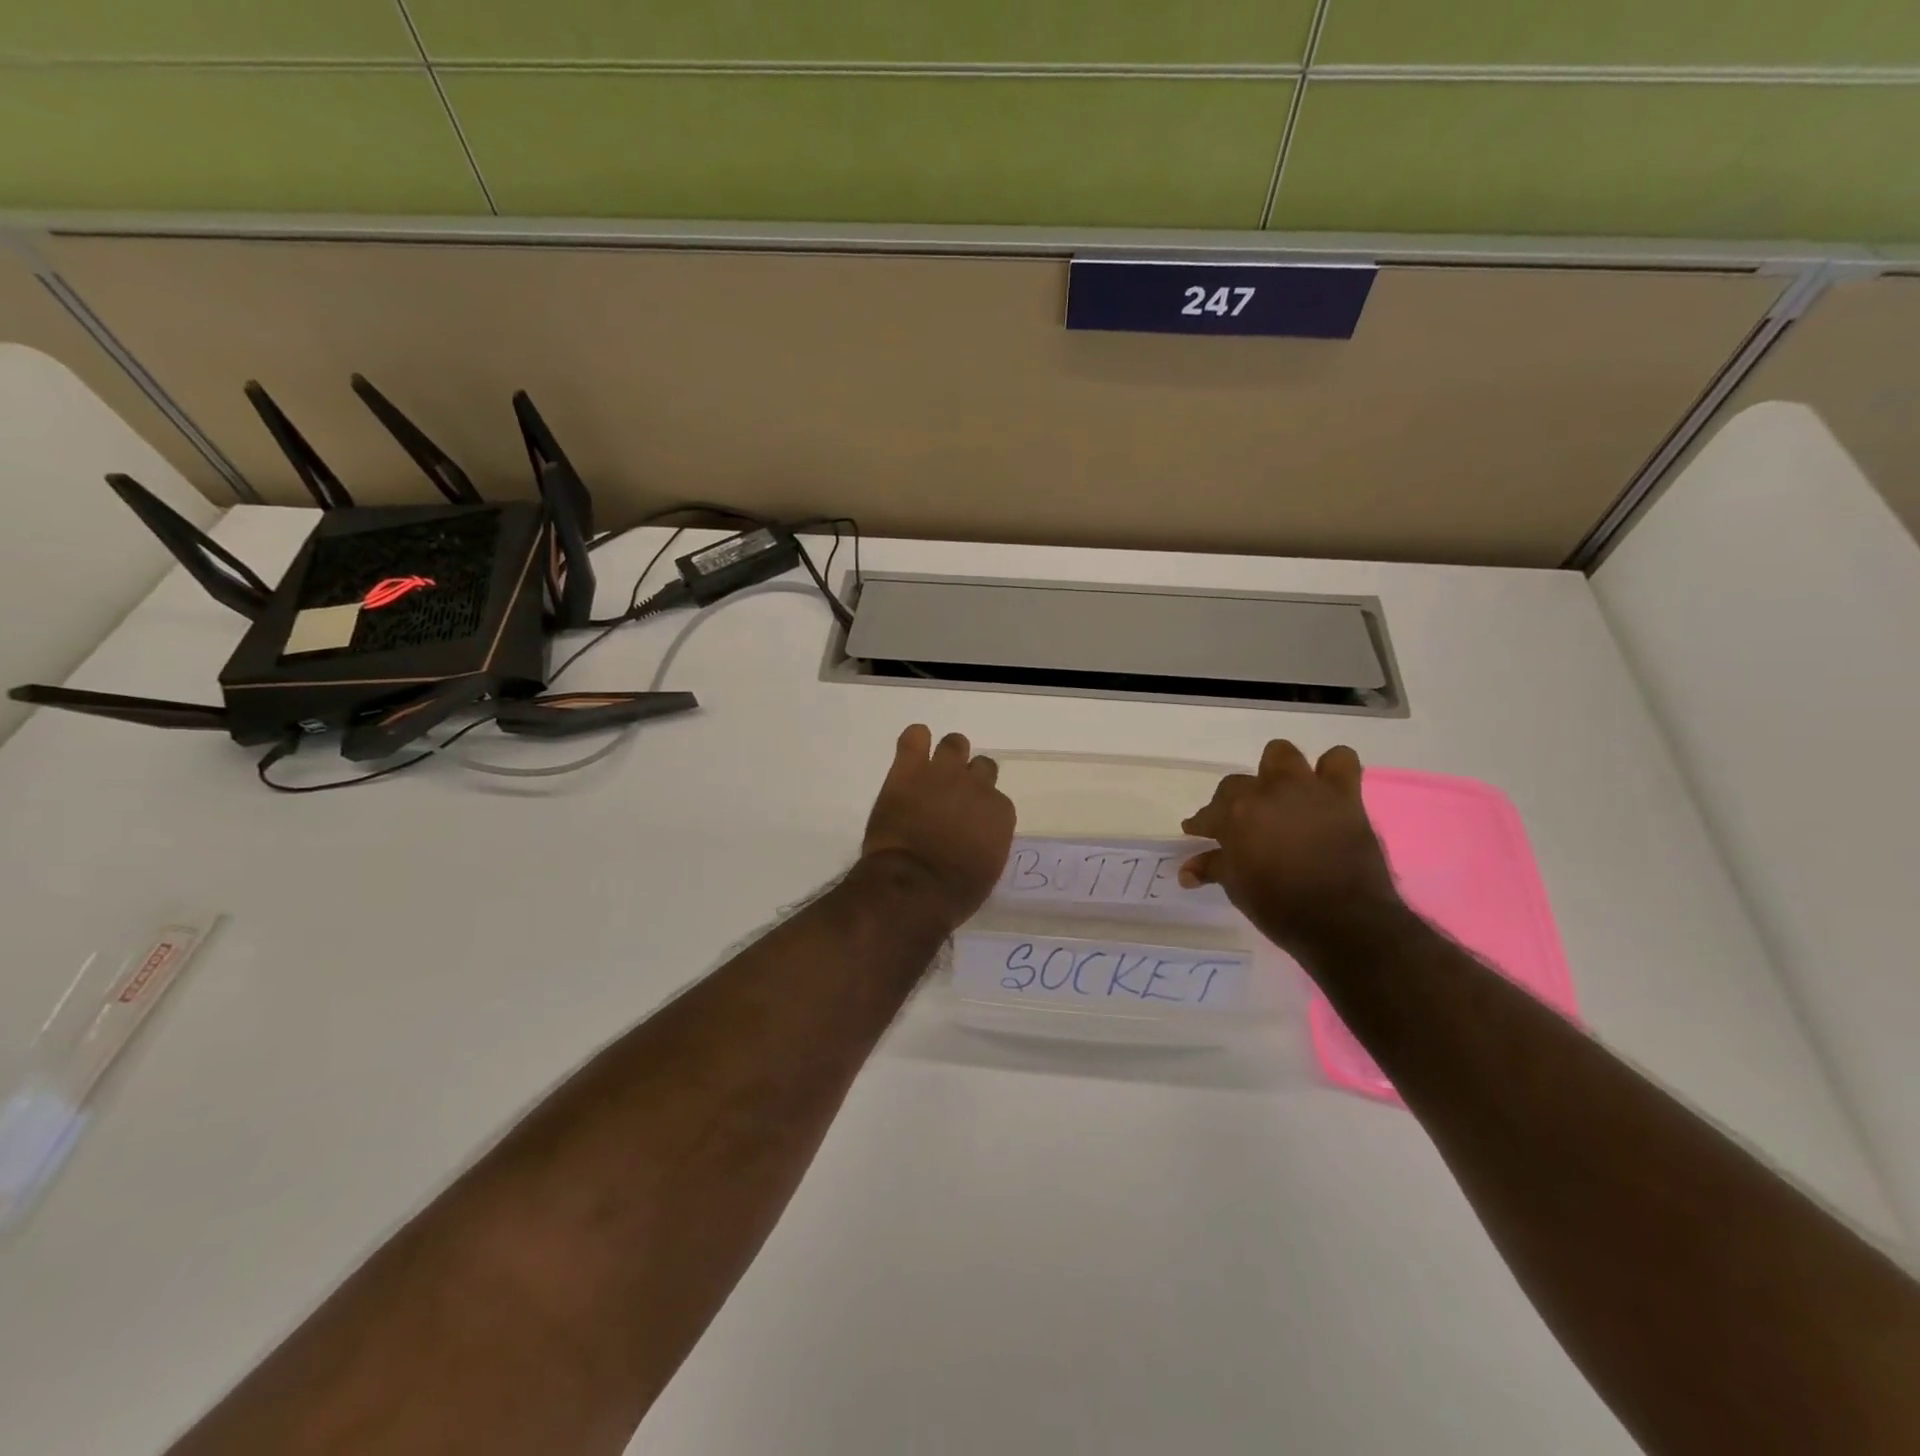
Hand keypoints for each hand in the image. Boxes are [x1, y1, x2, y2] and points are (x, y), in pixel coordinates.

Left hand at [862, 725, 1016, 927]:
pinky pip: (915, 737)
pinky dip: (915, 741)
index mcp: (1000, 813)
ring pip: (955, 743)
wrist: (914, 887)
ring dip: (947, 755)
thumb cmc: (953, 893)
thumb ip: (986, 843)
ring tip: (932, 771)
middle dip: (969, 778)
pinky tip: (912, 752)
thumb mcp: (985, 870)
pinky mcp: (910, 770)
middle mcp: (978, 786)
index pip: (996, 799)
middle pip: (982, 766)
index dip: (981, 808)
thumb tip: (975, 837)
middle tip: (951, 794)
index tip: (968, 821)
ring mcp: (943, 774)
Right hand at [1179, 740, 1406, 957]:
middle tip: (1243, 824)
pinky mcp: (1343, 796)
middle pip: (1239, 783)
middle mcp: (1267, 792)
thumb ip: (1213, 868)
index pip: (1209, 812)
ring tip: (1282, 796)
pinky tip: (1325, 790)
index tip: (1200, 834)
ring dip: (1278, 772)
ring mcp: (1306, 789)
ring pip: (1282, 755)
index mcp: (1235, 814)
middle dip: (1236, 801)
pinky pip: (1340, 761)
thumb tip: (1187, 870)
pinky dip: (1331, 770)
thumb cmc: (1280, 907)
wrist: (1343, 921)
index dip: (1203, 824)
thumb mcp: (1237, 888)